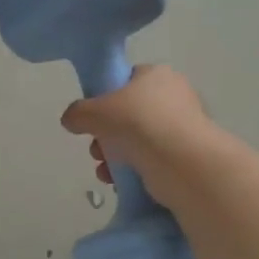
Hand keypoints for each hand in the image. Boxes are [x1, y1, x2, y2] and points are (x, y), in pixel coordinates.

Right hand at [60, 65, 217, 207]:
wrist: (182, 163)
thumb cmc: (138, 124)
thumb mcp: (94, 112)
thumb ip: (77, 113)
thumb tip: (71, 120)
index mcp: (157, 75)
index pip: (126, 80)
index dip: (105, 98)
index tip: (93, 118)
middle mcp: (175, 96)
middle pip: (129, 114)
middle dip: (106, 135)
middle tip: (96, 149)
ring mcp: (183, 127)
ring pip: (138, 140)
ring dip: (115, 156)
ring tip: (105, 171)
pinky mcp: (188, 156)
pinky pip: (152, 160)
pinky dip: (134, 171)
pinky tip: (120, 182)